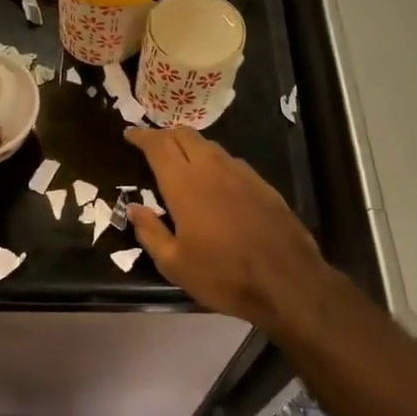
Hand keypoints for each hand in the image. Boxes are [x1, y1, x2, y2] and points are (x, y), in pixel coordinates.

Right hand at [124, 127, 329, 330]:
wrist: (287, 281)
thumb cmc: (224, 275)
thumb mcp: (175, 264)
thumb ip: (150, 232)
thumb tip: (134, 209)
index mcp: (184, 184)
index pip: (158, 146)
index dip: (142, 136)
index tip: (130, 134)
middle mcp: (212, 169)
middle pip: (185, 135)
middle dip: (165, 135)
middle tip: (152, 144)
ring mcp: (241, 173)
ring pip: (210, 145)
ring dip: (190, 146)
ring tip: (180, 159)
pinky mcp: (262, 184)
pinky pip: (230, 161)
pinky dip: (213, 161)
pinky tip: (214, 179)